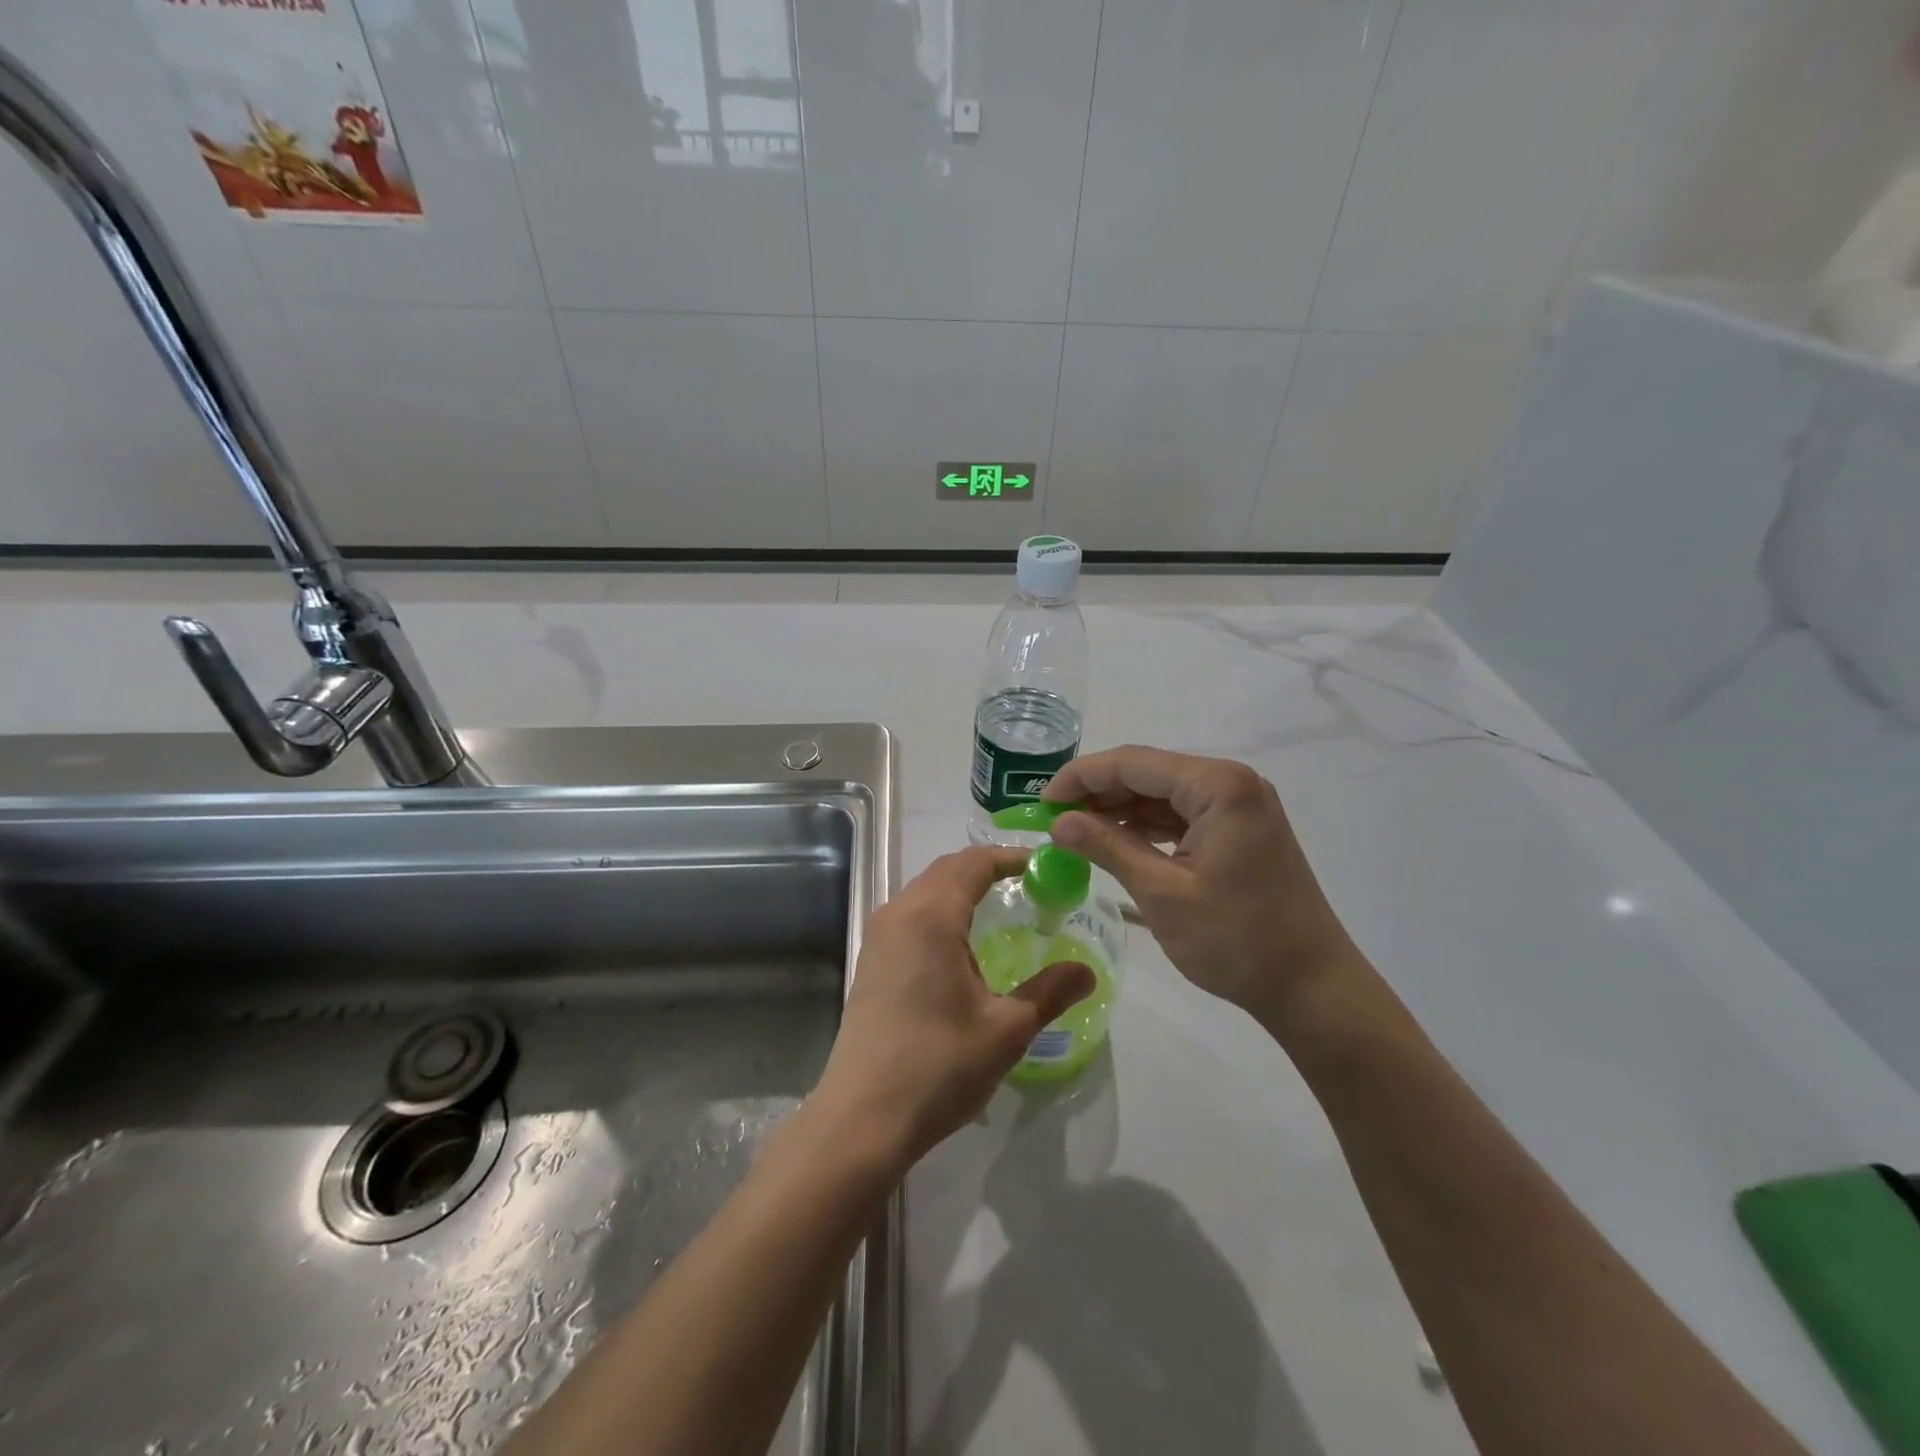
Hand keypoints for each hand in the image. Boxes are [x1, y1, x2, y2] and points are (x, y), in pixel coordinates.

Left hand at [814, 847, 1094, 1165]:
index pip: (974, 863)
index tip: (1046, 866)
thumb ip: (1049, 992)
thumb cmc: (938, 1066)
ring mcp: (879, 936)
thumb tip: (1088, 971)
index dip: (1011, 857)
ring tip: (1003, 910)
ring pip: (926, 891)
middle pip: (947, 870)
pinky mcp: (871, 960)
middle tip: (1031, 886)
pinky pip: (911, 915)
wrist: (863, 1117)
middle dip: (988, 869)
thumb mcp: (1006, 1029)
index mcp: (931, 916)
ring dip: (963, 889)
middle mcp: (899, 913)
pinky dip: (942, 911)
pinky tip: (964, 945)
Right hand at [1045, 746, 1362, 1031]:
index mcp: (1217, 785)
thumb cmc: (1236, 939)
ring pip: (1163, 793)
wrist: (1312, 986)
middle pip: (1148, 772)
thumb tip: (1057, 822)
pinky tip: (1115, 842)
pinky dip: (1147, 827)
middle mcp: (1231, 782)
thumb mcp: (1161, 892)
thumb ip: (1107, 847)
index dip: (1080, 777)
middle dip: (1098, 793)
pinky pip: (1182, 815)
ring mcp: (1240, 805)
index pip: (1132, 763)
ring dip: (1120, 810)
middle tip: (1053, 820)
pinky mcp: (1240, 829)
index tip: (1041, 802)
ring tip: (1075, 832)